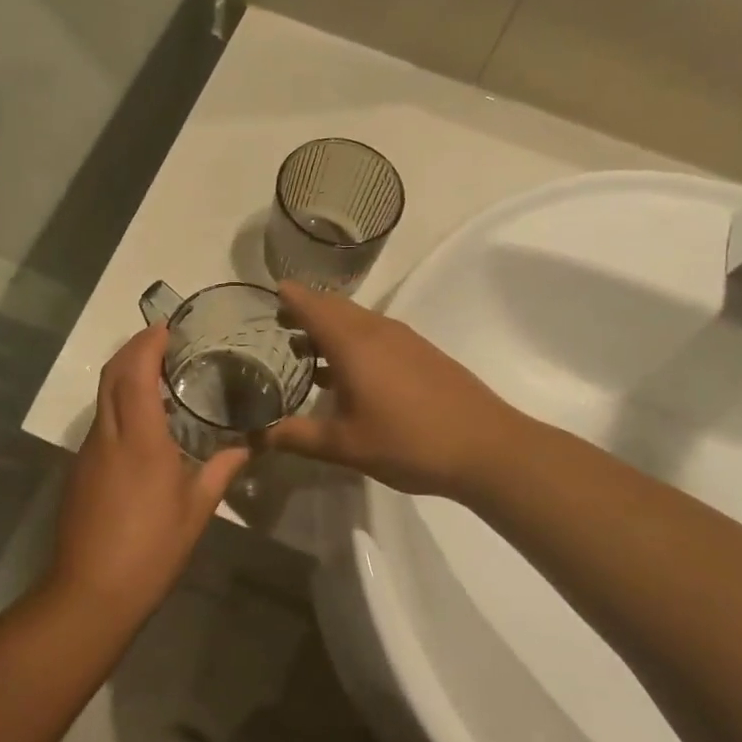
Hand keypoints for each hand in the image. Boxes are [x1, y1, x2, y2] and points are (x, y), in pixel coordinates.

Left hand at [48, 326, 248, 614]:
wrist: (91, 592)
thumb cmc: (151, 549)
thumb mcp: (196, 510)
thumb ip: (222, 471)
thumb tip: (248, 447)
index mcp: (140, 439)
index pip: (137, 373)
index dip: (148, 343)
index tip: (167, 326)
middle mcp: (108, 435)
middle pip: (112, 374)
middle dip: (133, 348)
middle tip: (163, 339)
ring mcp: (88, 452)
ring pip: (103, 396)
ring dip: (124, 374)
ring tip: (157, 372)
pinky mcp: (79, 470)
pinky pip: (101, 421)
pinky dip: (118, 403)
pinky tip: (143, 420)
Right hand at [265, 282, 522, 499]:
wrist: (487, 448)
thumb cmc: (409, 442)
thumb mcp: (345, 445)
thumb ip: (297, 437)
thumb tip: (254, 436)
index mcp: (353, 343)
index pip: (313, 305)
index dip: (290, 297)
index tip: (269, 294)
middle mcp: (378, 330)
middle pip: (335, 307)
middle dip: (306, 311)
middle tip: (280, 325)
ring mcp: (404, 340)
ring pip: (358, 320)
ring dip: (331, 328)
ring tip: (306, 349)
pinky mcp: (422, 354)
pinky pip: (377, 334)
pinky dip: (354, 341)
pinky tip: (349, 374)